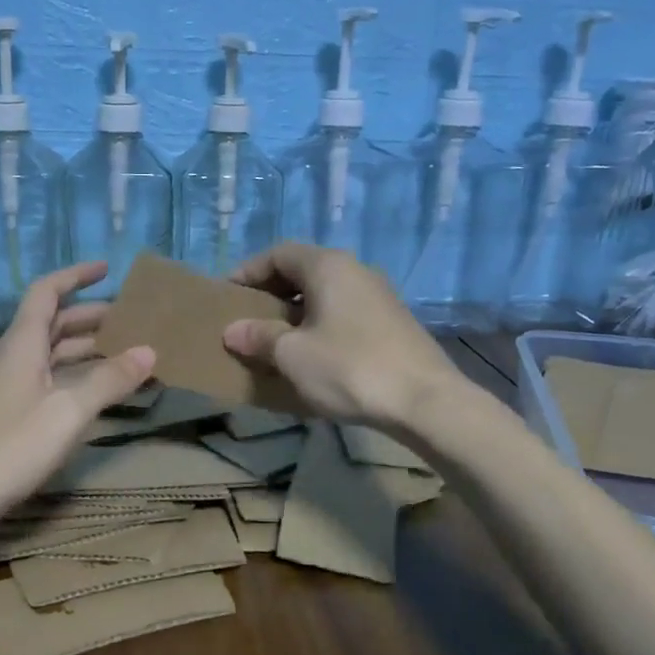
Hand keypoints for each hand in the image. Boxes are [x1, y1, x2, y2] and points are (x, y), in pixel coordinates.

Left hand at [0, 261, 154, 538]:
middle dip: (90, 315)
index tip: (106, 269)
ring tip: (124, 353)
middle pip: (52, 322)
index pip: (47, 292)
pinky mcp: (10, 413)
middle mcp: (14, 356)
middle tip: (129, 319)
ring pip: (51, 353)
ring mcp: (10, 386)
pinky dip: (76, 376)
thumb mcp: (69, 411)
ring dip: (85, 347)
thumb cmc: (11, 445)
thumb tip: (149, 351)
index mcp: (23, 343)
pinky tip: (98, 392)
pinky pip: (49, 379)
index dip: (75, 276)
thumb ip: (109, 380)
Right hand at [222, 243, 454, 429]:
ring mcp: (379, 295)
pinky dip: (321, 324)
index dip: (249, 270)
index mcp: (328, 266)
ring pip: (326, 293)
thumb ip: (259, 337)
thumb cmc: (349, 368)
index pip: (279, 253)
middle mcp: (355, 270)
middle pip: (304, 270)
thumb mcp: (293, 355)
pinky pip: (344, 312)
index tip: (228, 295)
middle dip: (272, 292)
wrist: (425, 401)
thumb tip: (233, 331)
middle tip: (249, 318)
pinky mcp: (392, 322)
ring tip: (276, 340)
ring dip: (297, 311)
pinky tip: (313, 354)